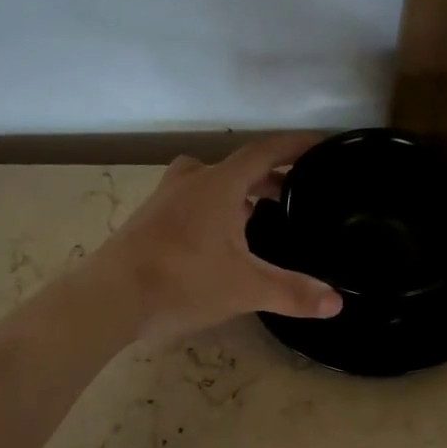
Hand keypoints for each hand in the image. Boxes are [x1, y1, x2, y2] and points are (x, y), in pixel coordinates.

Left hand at [84, 135, 343, 343]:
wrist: (110, 298)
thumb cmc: (182, 281)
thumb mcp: (245, 287)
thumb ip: (292, 292)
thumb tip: (336, 302)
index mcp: (219, 184)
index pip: (265, 151)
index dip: (295, 146)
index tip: (321, 145)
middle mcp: (190, 182)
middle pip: (236, 167)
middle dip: (267, 177)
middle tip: (292, 194)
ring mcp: (164, 200)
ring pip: (210, 184)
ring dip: (237, 194)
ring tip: (259, 218)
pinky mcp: (147, 221)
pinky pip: (190, 203)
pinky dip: (213, 210)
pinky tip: (218, 242)